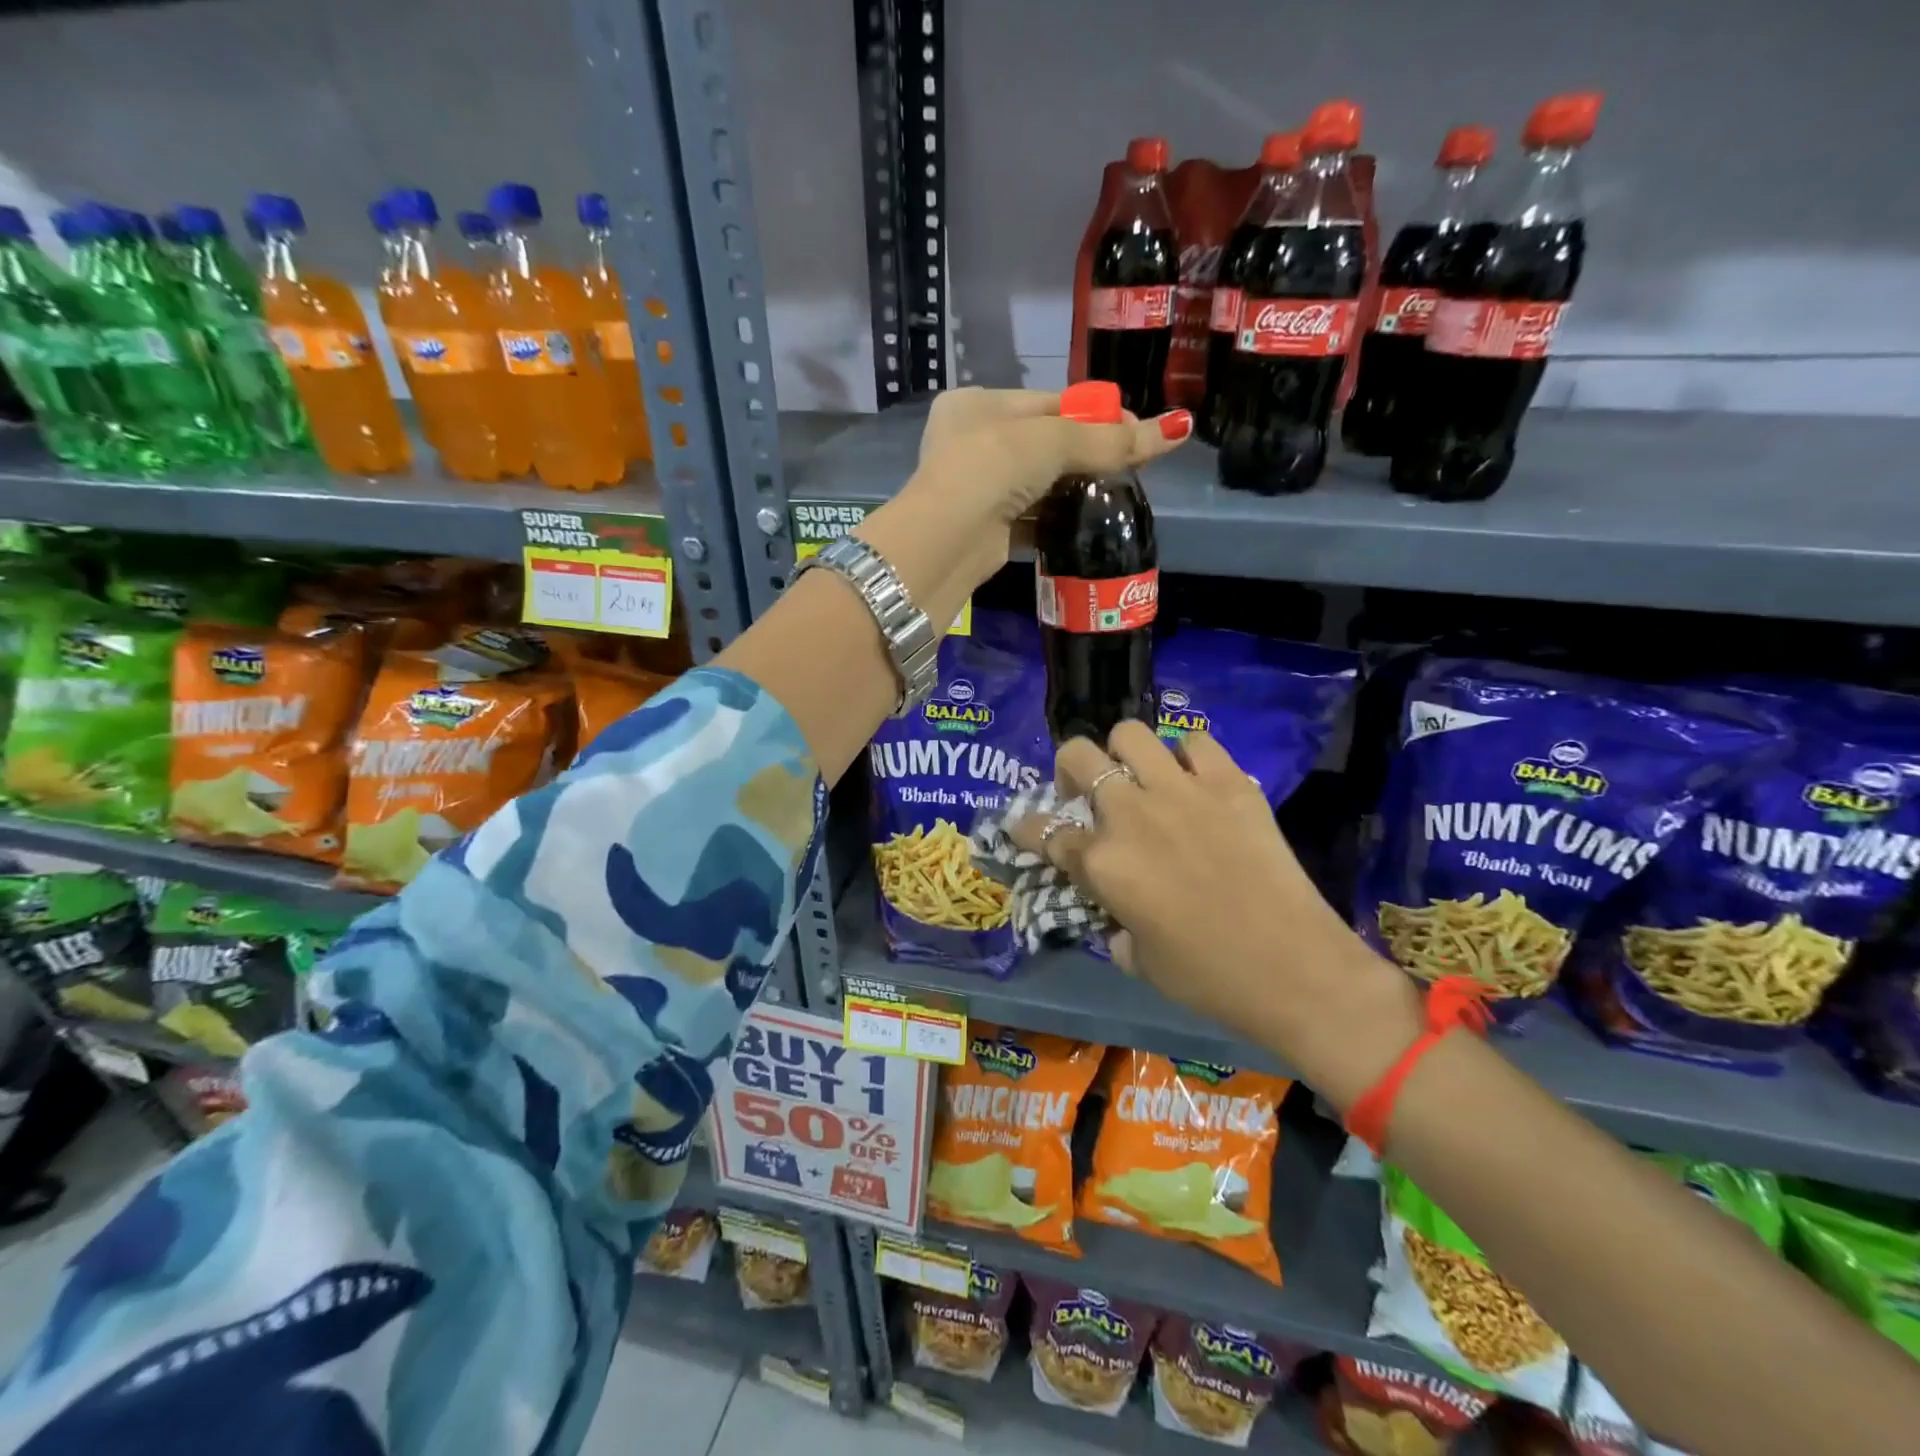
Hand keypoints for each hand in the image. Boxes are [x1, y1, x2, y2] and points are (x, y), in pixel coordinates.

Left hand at [880, 387, 1191, 594]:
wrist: (945, 540)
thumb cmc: (990, 468)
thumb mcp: (1053, 443)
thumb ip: (1110, 440)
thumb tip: (1177, 429)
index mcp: (977, 404)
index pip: (1049, 403)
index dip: (1094, 415)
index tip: (1137, 430)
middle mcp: (972, 443)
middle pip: (1045, 444)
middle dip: (1088, 454)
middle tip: (1135, 464)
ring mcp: (977, 489)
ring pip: (1039, 484)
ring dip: (1075, 489)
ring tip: (1119, 494)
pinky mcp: (988, 529)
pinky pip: (1032, 518)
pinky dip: (1058, 519)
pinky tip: (1090, 522)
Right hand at [1012, 721, 1421, 1107]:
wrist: (1295, 968)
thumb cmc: (1209, 977)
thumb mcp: (1139, 960)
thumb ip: (1114, 926)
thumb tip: (1117, 914)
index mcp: (1101, 863)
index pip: (1043, 831)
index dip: (1026, 828)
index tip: (1024, 827)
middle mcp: (1130, 814)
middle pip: (1077, 756)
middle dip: (1070, 769)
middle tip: (1086, 792)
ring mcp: (1181, 791)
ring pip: (1130, 733)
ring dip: (1123, 752)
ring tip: (1138, 776)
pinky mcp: (1229, 783)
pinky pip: (1196, 742)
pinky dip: (1187, 756)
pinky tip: (1194, 780)